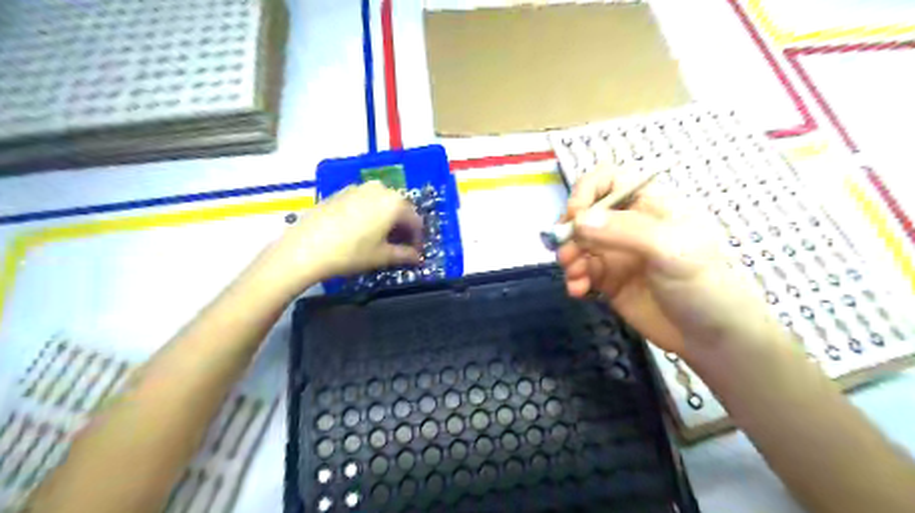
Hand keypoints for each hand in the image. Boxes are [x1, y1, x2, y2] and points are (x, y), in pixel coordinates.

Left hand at [248, 183, 420, 298]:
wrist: (305, 248)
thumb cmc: (351, 253)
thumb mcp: (382, 256)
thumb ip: (405, 255)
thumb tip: (418, 257)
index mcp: (395, 203)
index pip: (415, 221)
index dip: (417, 238)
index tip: (415, 253)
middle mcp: (380, 189)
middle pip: (399, 208)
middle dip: (402, 227)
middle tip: (399, 245)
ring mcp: (358, 188)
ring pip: (381, 203)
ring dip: (386, 219)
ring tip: (380, 238)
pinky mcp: (340, 192)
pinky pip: (364, 201)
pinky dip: (369, 214)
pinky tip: (360, 230)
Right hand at [558, 165, 769, 356]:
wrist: (711, 338)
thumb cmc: (702, 284)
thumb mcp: (670, 249)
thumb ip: (624, 231)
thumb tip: (578, 220)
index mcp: (649, 204)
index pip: (608, 180)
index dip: (586, 191)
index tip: (576, 216)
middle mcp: (628, 225)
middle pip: (585, 213)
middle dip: (570, 231)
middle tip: (567, 254)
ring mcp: (616, 253)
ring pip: (578, 244)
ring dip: (569, 258)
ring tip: (575, 276)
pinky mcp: (608, 280)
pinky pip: (580, 272)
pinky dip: (574, 279)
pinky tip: (579, 291)